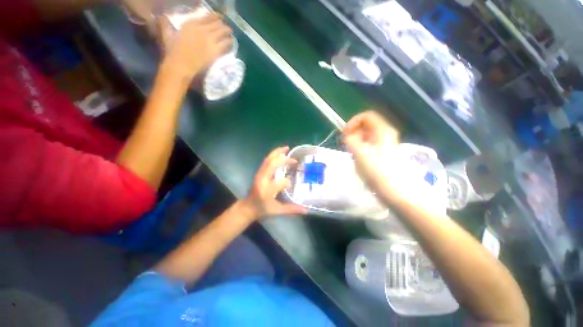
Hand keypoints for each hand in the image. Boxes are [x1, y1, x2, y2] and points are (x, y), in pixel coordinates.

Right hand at [157, 13, 232, 80]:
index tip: (220, 17)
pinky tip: (231, 43)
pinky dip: (229, 43)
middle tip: (227, 28)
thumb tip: (161, 17)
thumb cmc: (172, 51)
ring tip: (230, 34)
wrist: (180, 65)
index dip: (216, 16)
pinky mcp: (215, 51)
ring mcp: (210, 40)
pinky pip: (225, 44)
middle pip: (218, 24)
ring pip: (223, 32)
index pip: (208, 17)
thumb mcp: (167, 33)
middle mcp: (202, 29)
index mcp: (191, 23)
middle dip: (223, 25)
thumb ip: (165, 23)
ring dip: (228, 32)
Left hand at [239, 147, 307, 220]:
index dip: (288, 182)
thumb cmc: (263, 209)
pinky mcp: (259, 172)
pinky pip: (266, 161)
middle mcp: (262, 180)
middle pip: (271, 165)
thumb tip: (306, 210)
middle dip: (283, 159)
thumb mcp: (277, 210)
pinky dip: (273, 155)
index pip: (280, 182)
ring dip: (277, 153)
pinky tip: (279, 153)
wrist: (248, 206)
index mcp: (267, 190)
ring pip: (268, 160)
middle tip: (293, 157)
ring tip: (286, 148)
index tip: (292, 185)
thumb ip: (291, 209)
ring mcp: (259, 174)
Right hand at [343, 111, 400, 196]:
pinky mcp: (381, 154)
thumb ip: (350, 139)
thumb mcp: (360, 152)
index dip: (353, 122)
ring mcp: (384, 145)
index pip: (366, 116)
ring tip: (351, 152)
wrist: (394, 190)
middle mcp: (385, 134)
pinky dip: (360, 148)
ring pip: (366, 136)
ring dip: (356, 141)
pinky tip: (357, 158)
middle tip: (346, 144)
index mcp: (383, 130)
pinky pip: (368, 145)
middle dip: (354, 132)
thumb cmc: (377, 170)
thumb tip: (348, 135)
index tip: (345, 133)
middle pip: (366, 125)